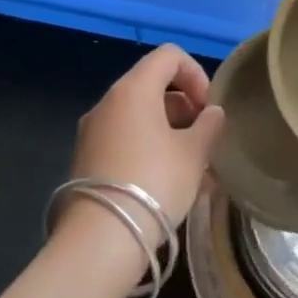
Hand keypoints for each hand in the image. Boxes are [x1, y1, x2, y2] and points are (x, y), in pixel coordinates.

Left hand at [65, 44, 225, 234]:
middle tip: (203, 137)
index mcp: (133, 89)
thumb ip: (208, 126)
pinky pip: (123, 138)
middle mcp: (108, 102)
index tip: (209, 107)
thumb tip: (212, 113)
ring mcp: (92, 131)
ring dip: (167, 129)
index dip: (196, 73)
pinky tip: (164, 180)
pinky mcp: (85, 159)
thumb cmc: (155, 183)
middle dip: (183, 105)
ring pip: (138, 115)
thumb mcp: (194, 154)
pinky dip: (147, 146)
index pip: (169, 56)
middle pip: (152, 85)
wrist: (99, 241)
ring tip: (189, 164)